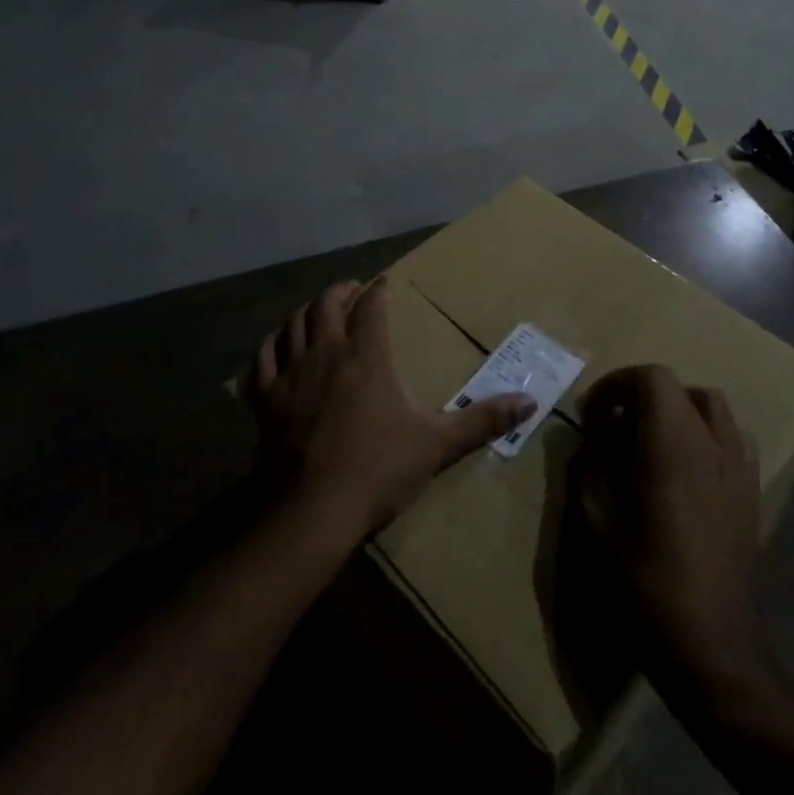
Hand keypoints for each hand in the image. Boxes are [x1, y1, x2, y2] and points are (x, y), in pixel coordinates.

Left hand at [250, 279, 533, 545]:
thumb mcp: (437, 444)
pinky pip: (262, 359)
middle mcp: (325, 354)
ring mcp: (289, 375)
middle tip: (353, 289)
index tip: (386, 281)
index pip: (372, 308)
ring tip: (317, 311)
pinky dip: (271, 344)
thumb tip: (531, 402)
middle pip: (326, 305)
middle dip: (341, 290)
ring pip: (292, 324)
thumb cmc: (377, 471)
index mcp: (366, 357)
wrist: (311, 513)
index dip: (380, 290)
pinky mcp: (264, 400)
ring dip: (306, 311)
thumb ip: (482, 420)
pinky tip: (277, 346)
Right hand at [577, 365, 768, 699]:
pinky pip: (732, 437)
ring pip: (711, 406)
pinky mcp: (752, 492)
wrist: (713, 648)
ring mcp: (740, 467)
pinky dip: (705, 433)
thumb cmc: (646, 585)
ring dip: (676, 409)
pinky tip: (685, 469)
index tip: (592, 415)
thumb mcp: (598, 523)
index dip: (616, 384)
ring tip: (649, 441)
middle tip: (613, 427)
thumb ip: (592, 464)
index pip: (651, 377)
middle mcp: (712, 444)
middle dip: (641, 395)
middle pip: (680, 387)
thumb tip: (596, 430)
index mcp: (673, 446)